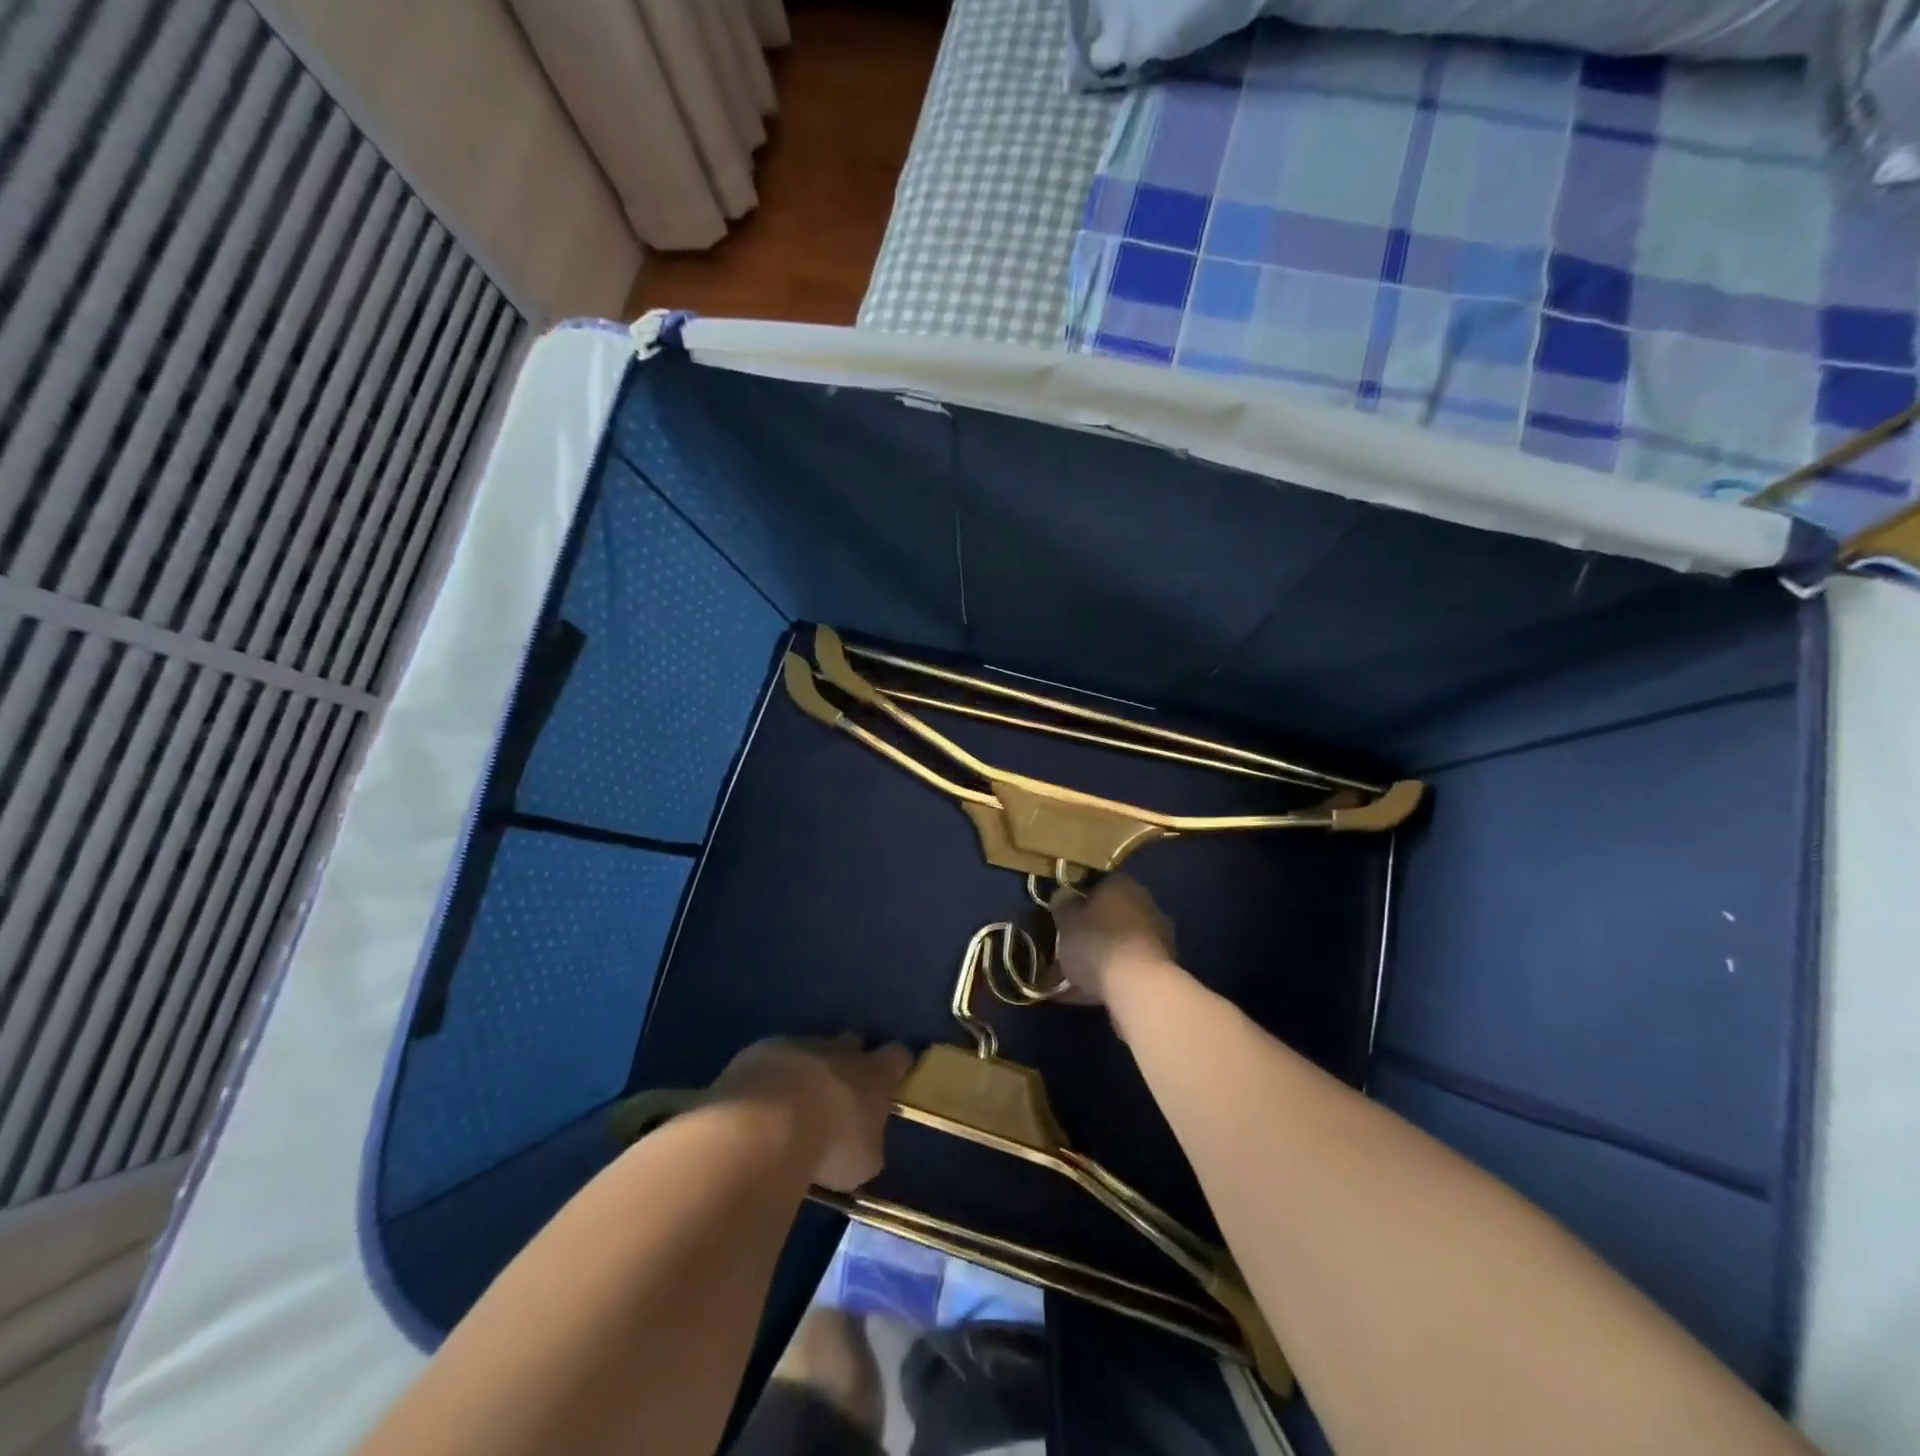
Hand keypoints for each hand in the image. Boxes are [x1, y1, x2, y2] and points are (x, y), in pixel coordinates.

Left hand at [711, 1035, 911, 1191]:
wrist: (767, 1124)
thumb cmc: (829, 1146)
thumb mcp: (863, 1162)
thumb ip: (868, 1144)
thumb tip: (864, 1142)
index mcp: (874, 1074)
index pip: (897, 1056)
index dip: (898, 1063)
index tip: (897, 1072)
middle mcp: (840, 1051)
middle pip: (853, 1041)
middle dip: (851, 1057)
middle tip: (843, 1084)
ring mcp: (798, 1045)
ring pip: (810, 1049)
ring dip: (807, 1069)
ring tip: (796, 1100)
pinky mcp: (760, 1051)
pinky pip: (772, 1059)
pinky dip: (772, 1076)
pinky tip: (761, 1101)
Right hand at [1050, 875, 1177, 1008]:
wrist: (1140, 987)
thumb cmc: (1097, 944)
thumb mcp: (1066, 922)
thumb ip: (1063, 905)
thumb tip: (1065, 895)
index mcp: (1121, 884)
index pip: (1096, 884)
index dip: (1078, 901)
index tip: (1063, 918)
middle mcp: (1145, 903)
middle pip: (1111, 914)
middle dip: (1092, 930)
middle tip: (1069, 947)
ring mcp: (1159, 935)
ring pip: (1121, 942)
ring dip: (1102, 955)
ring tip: (1076, 978)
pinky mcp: (1164, 966)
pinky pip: (1129, 967)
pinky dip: (1113, 976)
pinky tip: (1090, 994)